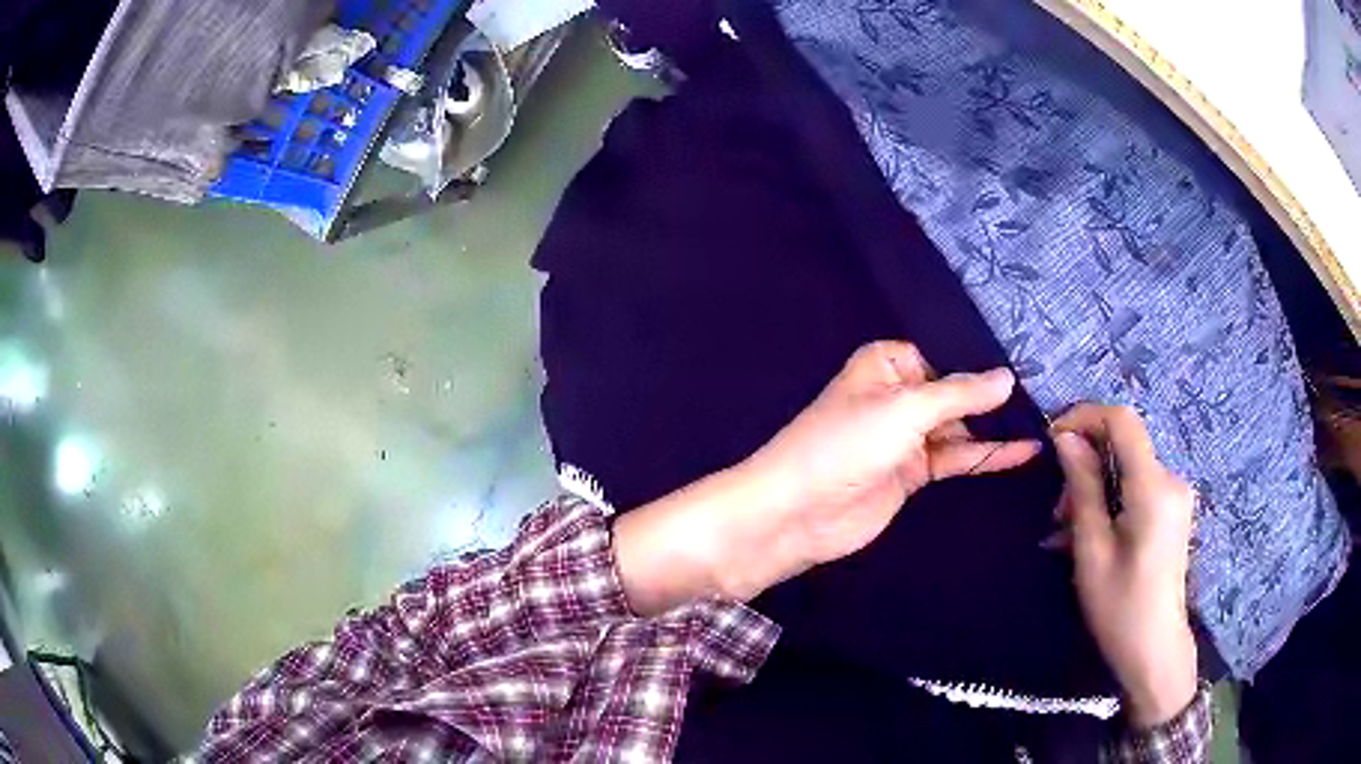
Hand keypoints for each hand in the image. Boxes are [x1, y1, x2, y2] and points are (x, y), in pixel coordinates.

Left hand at [614, 341, 1039, 614]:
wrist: (797, 513)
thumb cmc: (844, 445)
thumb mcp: (905, 410)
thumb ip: (960, 394)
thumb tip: (1008, 377)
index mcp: (886, 364)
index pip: (942, 353)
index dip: (978, 359)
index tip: (1026, 358)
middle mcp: (898, 395)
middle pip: (954, 390)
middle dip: (993, 394)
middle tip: (1047, 392)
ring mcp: (906, 437)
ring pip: (959, 426)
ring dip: (995, 426)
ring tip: (1045, 419)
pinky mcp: (912, 473)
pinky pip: (956, 458)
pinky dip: (987, 455)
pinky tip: (1023, 451)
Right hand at [1050, 404, 1198, 727]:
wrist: (1155, 651)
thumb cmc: (1119, 608)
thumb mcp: (1092, 551)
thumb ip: (1083, 489)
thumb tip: (1066, 439)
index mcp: (1154, 487)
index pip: (1122, 421)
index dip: (1085, 417)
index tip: (1052, 439)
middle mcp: (1171, 480)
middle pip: (1123, 446)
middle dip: (1085, 465)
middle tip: (1056, 513)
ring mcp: (1175, 495)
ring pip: (1127, 468)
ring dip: (1094, 488)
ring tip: (1067, 533)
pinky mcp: (1172, 510)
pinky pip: (1136, 487)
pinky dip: (1109, 501)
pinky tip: (1090, 535)